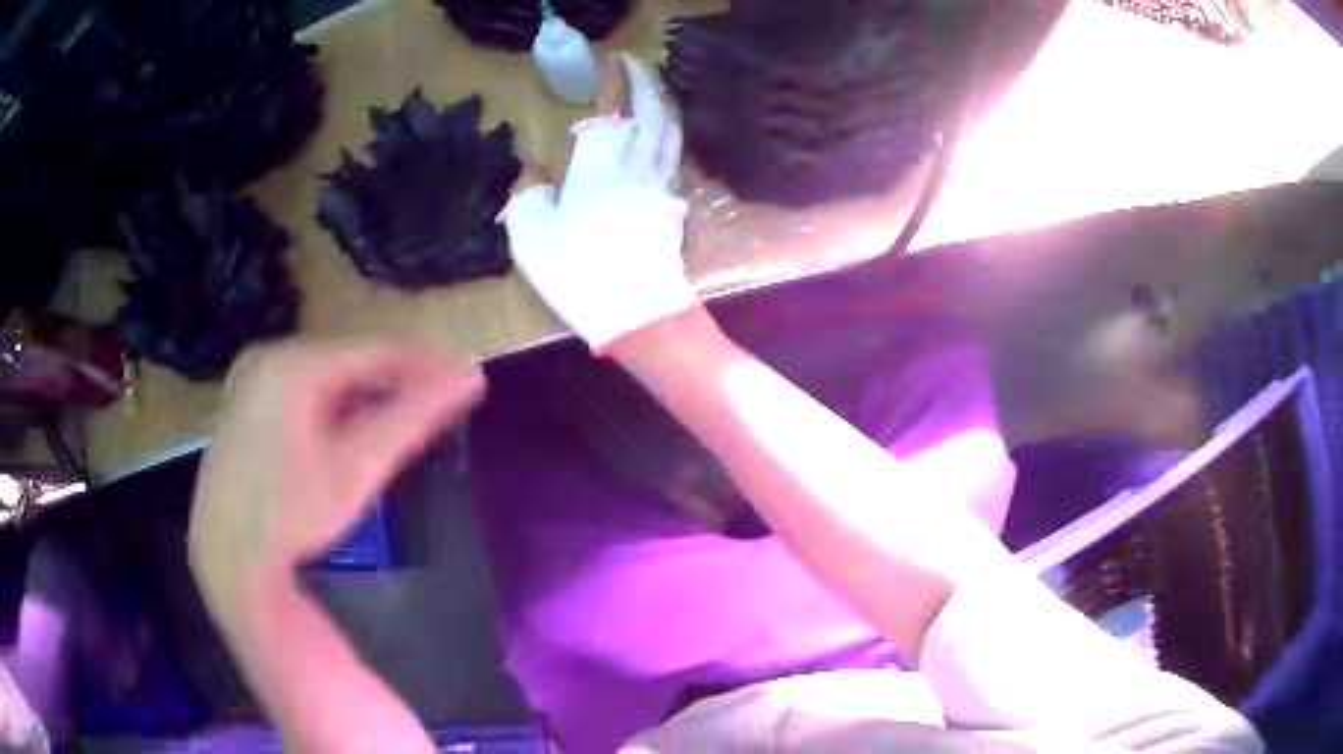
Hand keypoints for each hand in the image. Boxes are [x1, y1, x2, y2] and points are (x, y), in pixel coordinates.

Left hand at [188, 339, 482, 589]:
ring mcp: (251, 378)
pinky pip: (300, 388)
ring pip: (324, 373)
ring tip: (400, 417)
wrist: (227, 556)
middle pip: (348, 358)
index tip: (466, 379)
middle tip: (435, 403)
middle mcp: (268, 356)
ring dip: (364, 392)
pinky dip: (331, 404)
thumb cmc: (291, 512)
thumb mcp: (356, 467)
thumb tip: (469, 378)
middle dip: (394, 379)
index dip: (425, 363)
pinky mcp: (243, 402)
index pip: (376, 349)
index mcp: (294, 363)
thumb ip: (411, 417)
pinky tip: (346, 430)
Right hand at [501, 53, 695, 352]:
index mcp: (603, 161)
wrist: (638, 315)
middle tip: (636, 67)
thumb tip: (535, 176)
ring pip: (671, 132)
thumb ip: (529, 194)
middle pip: (655, 111)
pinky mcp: (674, 207)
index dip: (617, 82)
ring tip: (650, 95)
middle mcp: (640, 163)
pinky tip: (659, 139)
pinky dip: (668, 135)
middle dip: (648, 82)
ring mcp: (663, 185)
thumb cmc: (579, 271)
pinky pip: (674, 157)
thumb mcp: (531, 233)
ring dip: (663, 106)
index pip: (614, 108)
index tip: (616, 62)